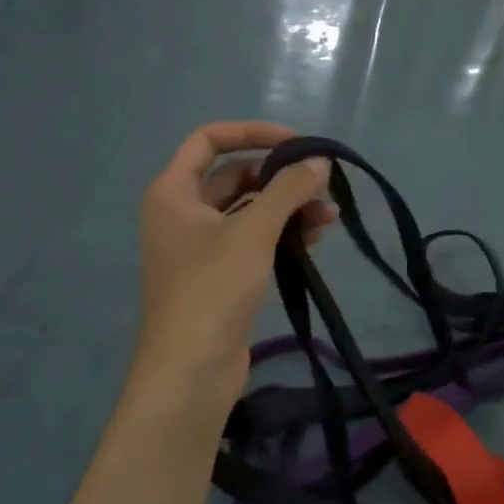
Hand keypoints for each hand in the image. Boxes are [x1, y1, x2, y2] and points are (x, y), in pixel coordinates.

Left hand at [133, 122, 335, 401]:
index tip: (297, 143)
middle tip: (322, 185)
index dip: (253, 133)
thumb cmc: (212, 290)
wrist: (190, 370)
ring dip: (288, 208)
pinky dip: (282, 234)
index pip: (209, 139)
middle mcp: (183, 213)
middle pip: (236, 176)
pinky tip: (315, 239)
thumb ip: (287, 190)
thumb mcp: (253, 231)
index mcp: (173, 192)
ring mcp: (202, 247)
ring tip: (329, 217)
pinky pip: (255, 240)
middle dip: (281, 178)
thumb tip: (320, 161)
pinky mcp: (221, 275)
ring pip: (250, 210)